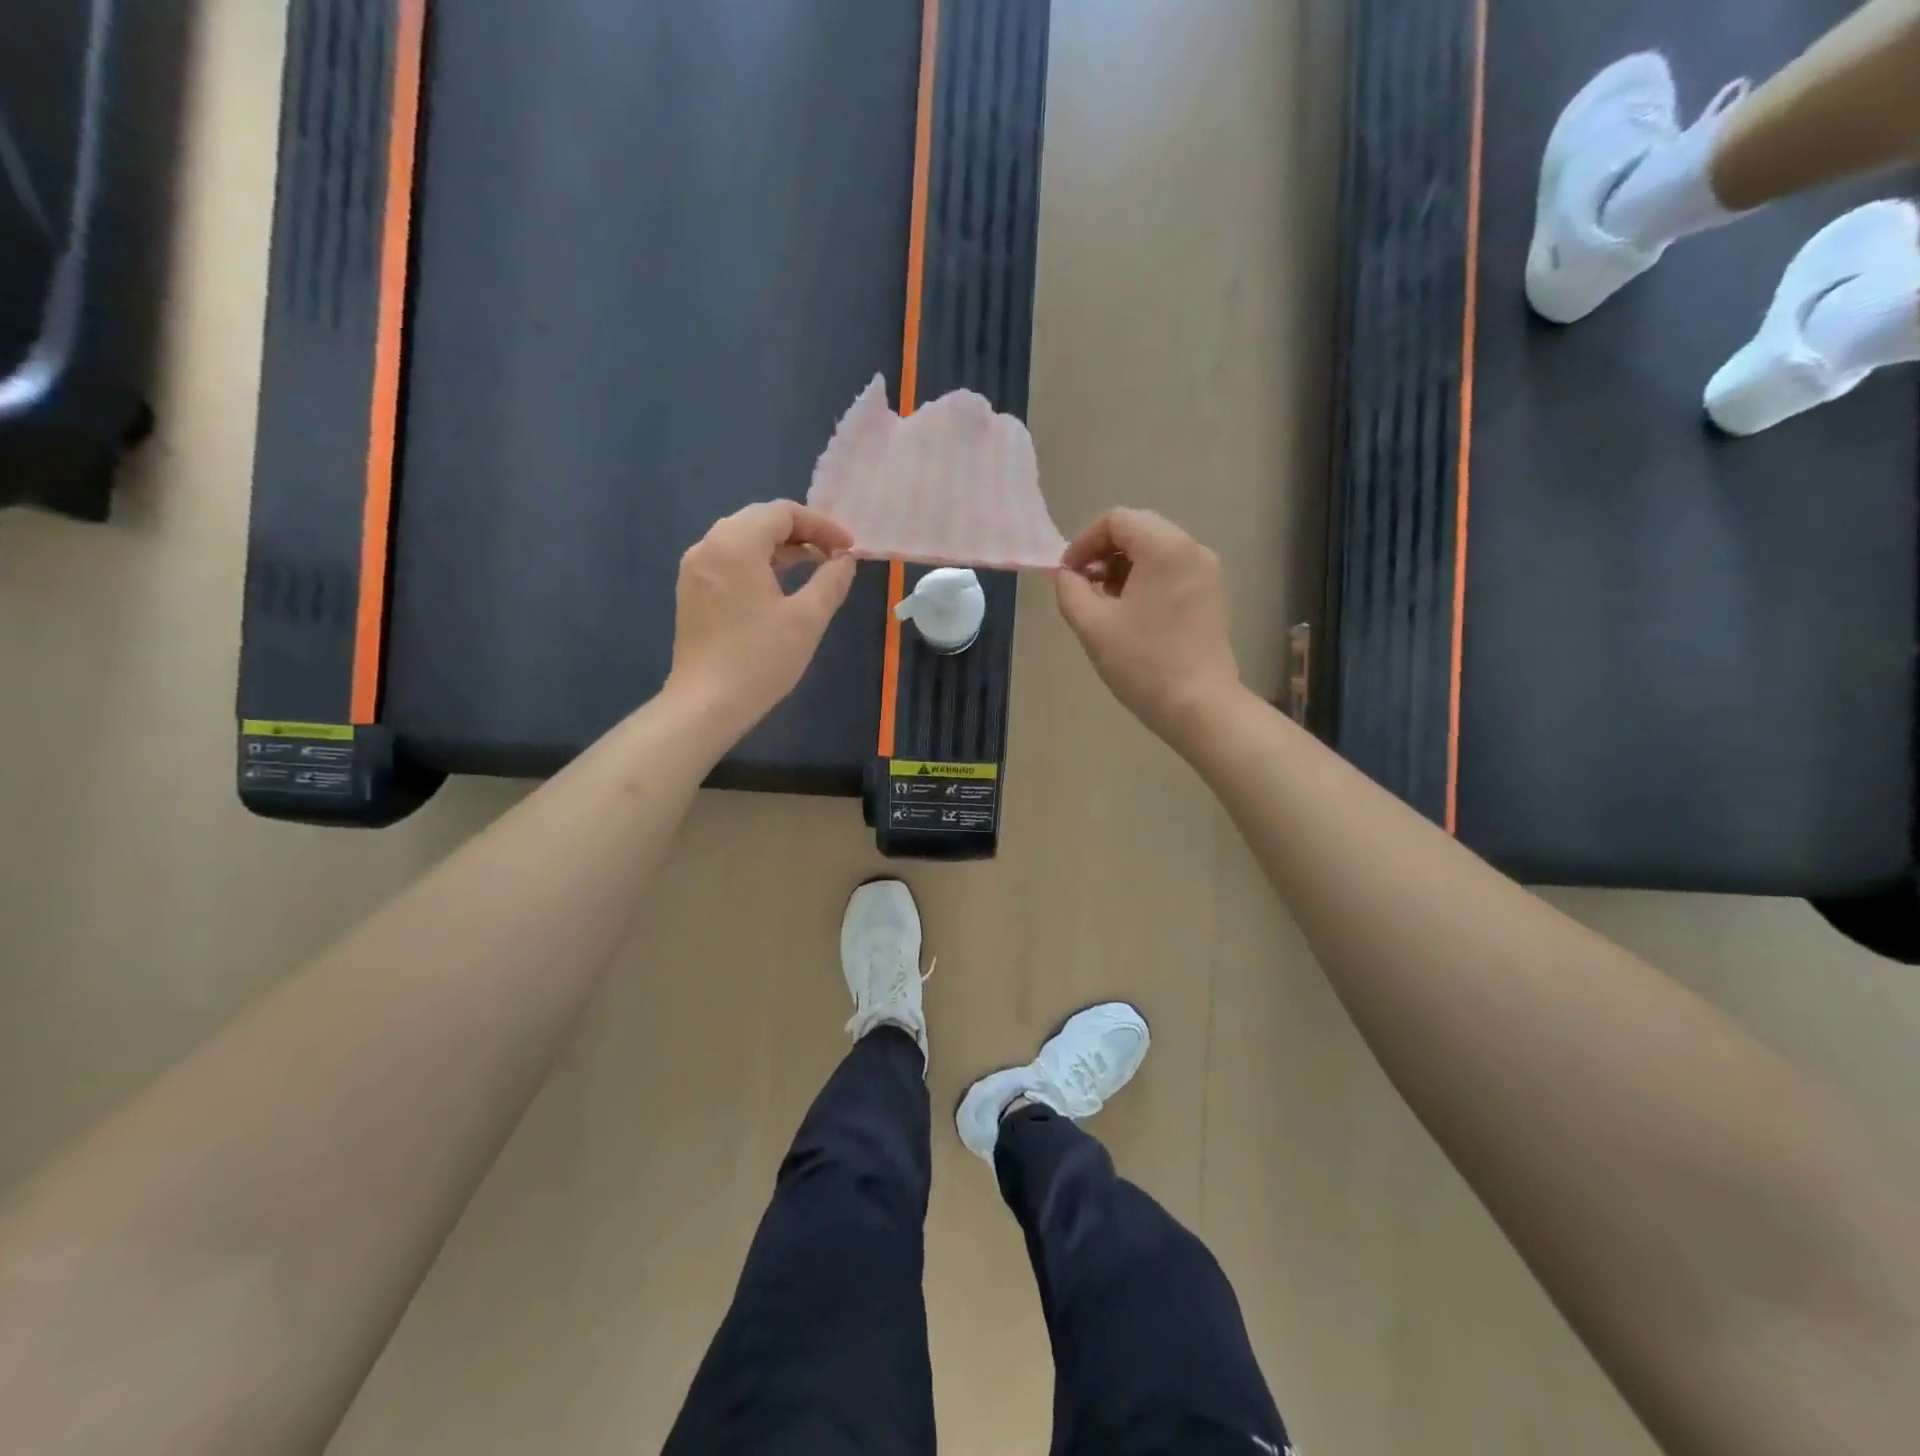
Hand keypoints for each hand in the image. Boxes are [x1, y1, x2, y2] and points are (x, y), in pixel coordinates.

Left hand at [667, 501, 857, 739]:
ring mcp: (695, 569)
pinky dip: (759, 563)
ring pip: (743, 540)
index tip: (849, 548)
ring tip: (814, 567)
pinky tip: (780, 586)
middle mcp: (708, 545)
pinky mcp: (692, 592)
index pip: (782, 512)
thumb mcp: (807, 618)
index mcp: (735, 543)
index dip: (821, 525)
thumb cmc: (760, 659)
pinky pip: (729, 561)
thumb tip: (844, 560)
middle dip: (802, 533)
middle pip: (760, 520)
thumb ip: (831, 581)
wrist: (706, 704)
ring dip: (781, 548)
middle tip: (834, 555)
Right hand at [1055, 508, 1242, 751]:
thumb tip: (1067, 574)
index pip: (1116, 520)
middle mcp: (1192, 549)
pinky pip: (1170, 569)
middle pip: (1138, 529)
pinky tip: (1130, 614)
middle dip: (1103, 554)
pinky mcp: (1210, 594)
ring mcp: (1206, 571)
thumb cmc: (1143, 663)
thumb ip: (1070, 589)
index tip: (1068, 576)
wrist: (1199, 706)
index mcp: (1165, 548)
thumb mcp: (1092, 625)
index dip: (1084, 543)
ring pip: (1154, 550)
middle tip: (1084, 589)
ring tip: (1105, 605)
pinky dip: (1145, 579)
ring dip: (1123, 568)